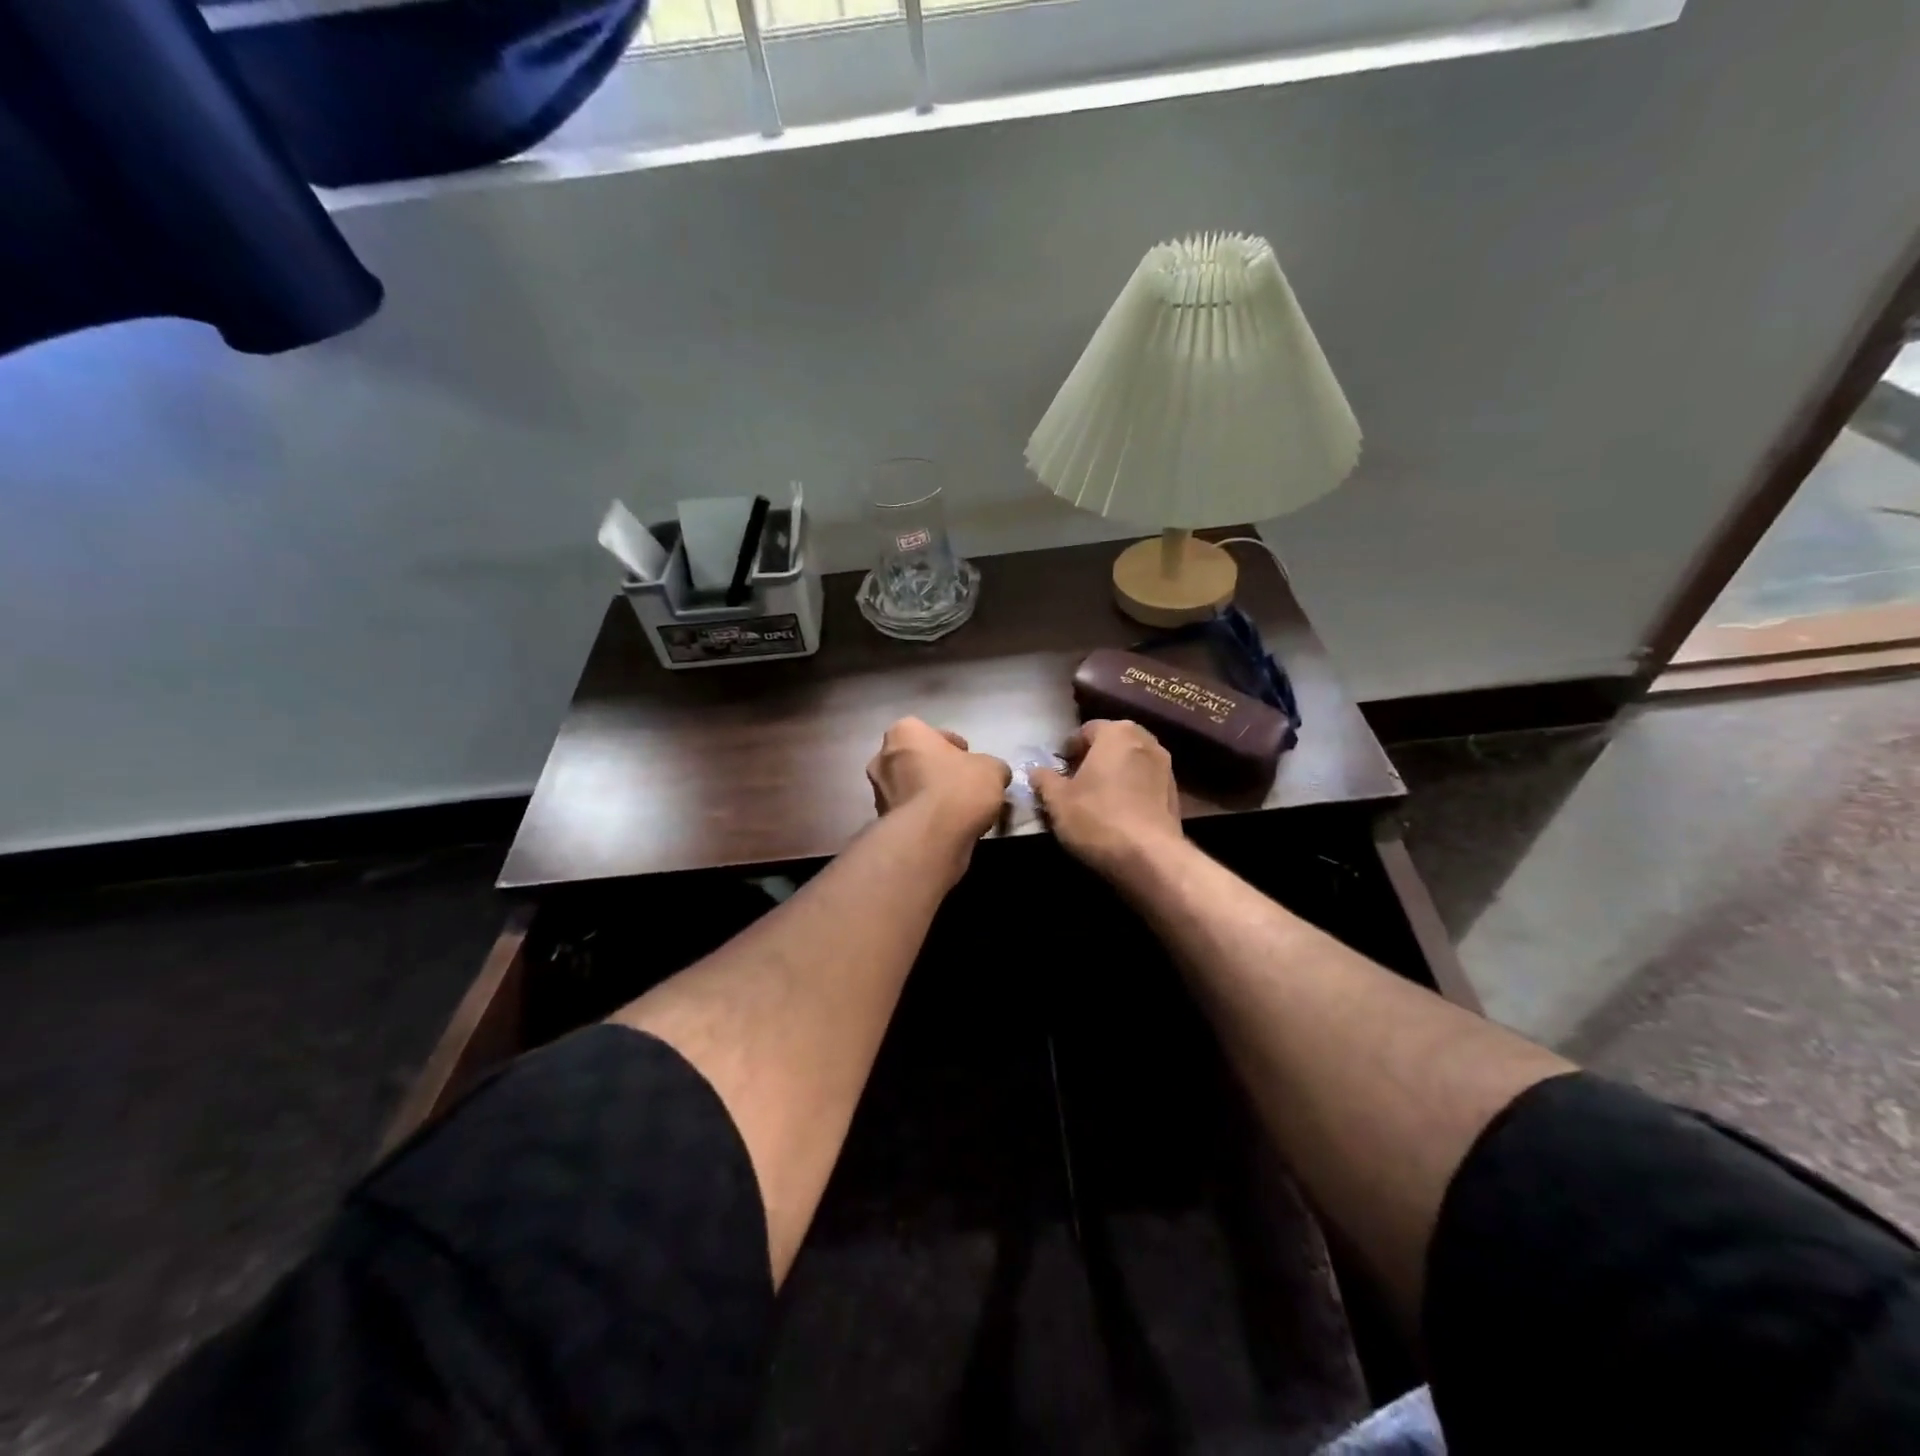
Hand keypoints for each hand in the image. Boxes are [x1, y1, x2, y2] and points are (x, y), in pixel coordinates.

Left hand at [867, 718, 1011, 866]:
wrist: (931, 837)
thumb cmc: (959, 788)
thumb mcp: (992, 769)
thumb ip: (990, 766)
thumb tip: (993, 774)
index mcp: (904, 733)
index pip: (931, 733)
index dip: (954, 747)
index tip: (969, 762)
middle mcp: (882, 758)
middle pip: (916, 760)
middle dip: (936, 770)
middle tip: (962, 784)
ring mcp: (878, 792)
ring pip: (909, 788)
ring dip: (928, 795)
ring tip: (956, 810)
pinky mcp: (881, 822)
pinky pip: (908, 813)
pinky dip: (923, 817)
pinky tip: (945, 827)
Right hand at [1030, 719, 1183, 881]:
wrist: (1150, 858)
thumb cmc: (1097, 818)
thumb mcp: (1057, 800)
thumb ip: (1044, 780)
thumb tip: (1036, 771)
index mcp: (1117, 732)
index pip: (1085, 730)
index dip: (1068, 749)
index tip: (1058, 770)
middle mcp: (1146, 741)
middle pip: (1111, 743)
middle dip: (1093, 758)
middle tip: (1074, 782)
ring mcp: (1166, 767)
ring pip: (1130, 762)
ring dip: (1114, 774)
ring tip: (1096, 798)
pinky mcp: (1176, 794)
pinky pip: (1145, 783)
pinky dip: (1131, 790)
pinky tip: (1118, 813)